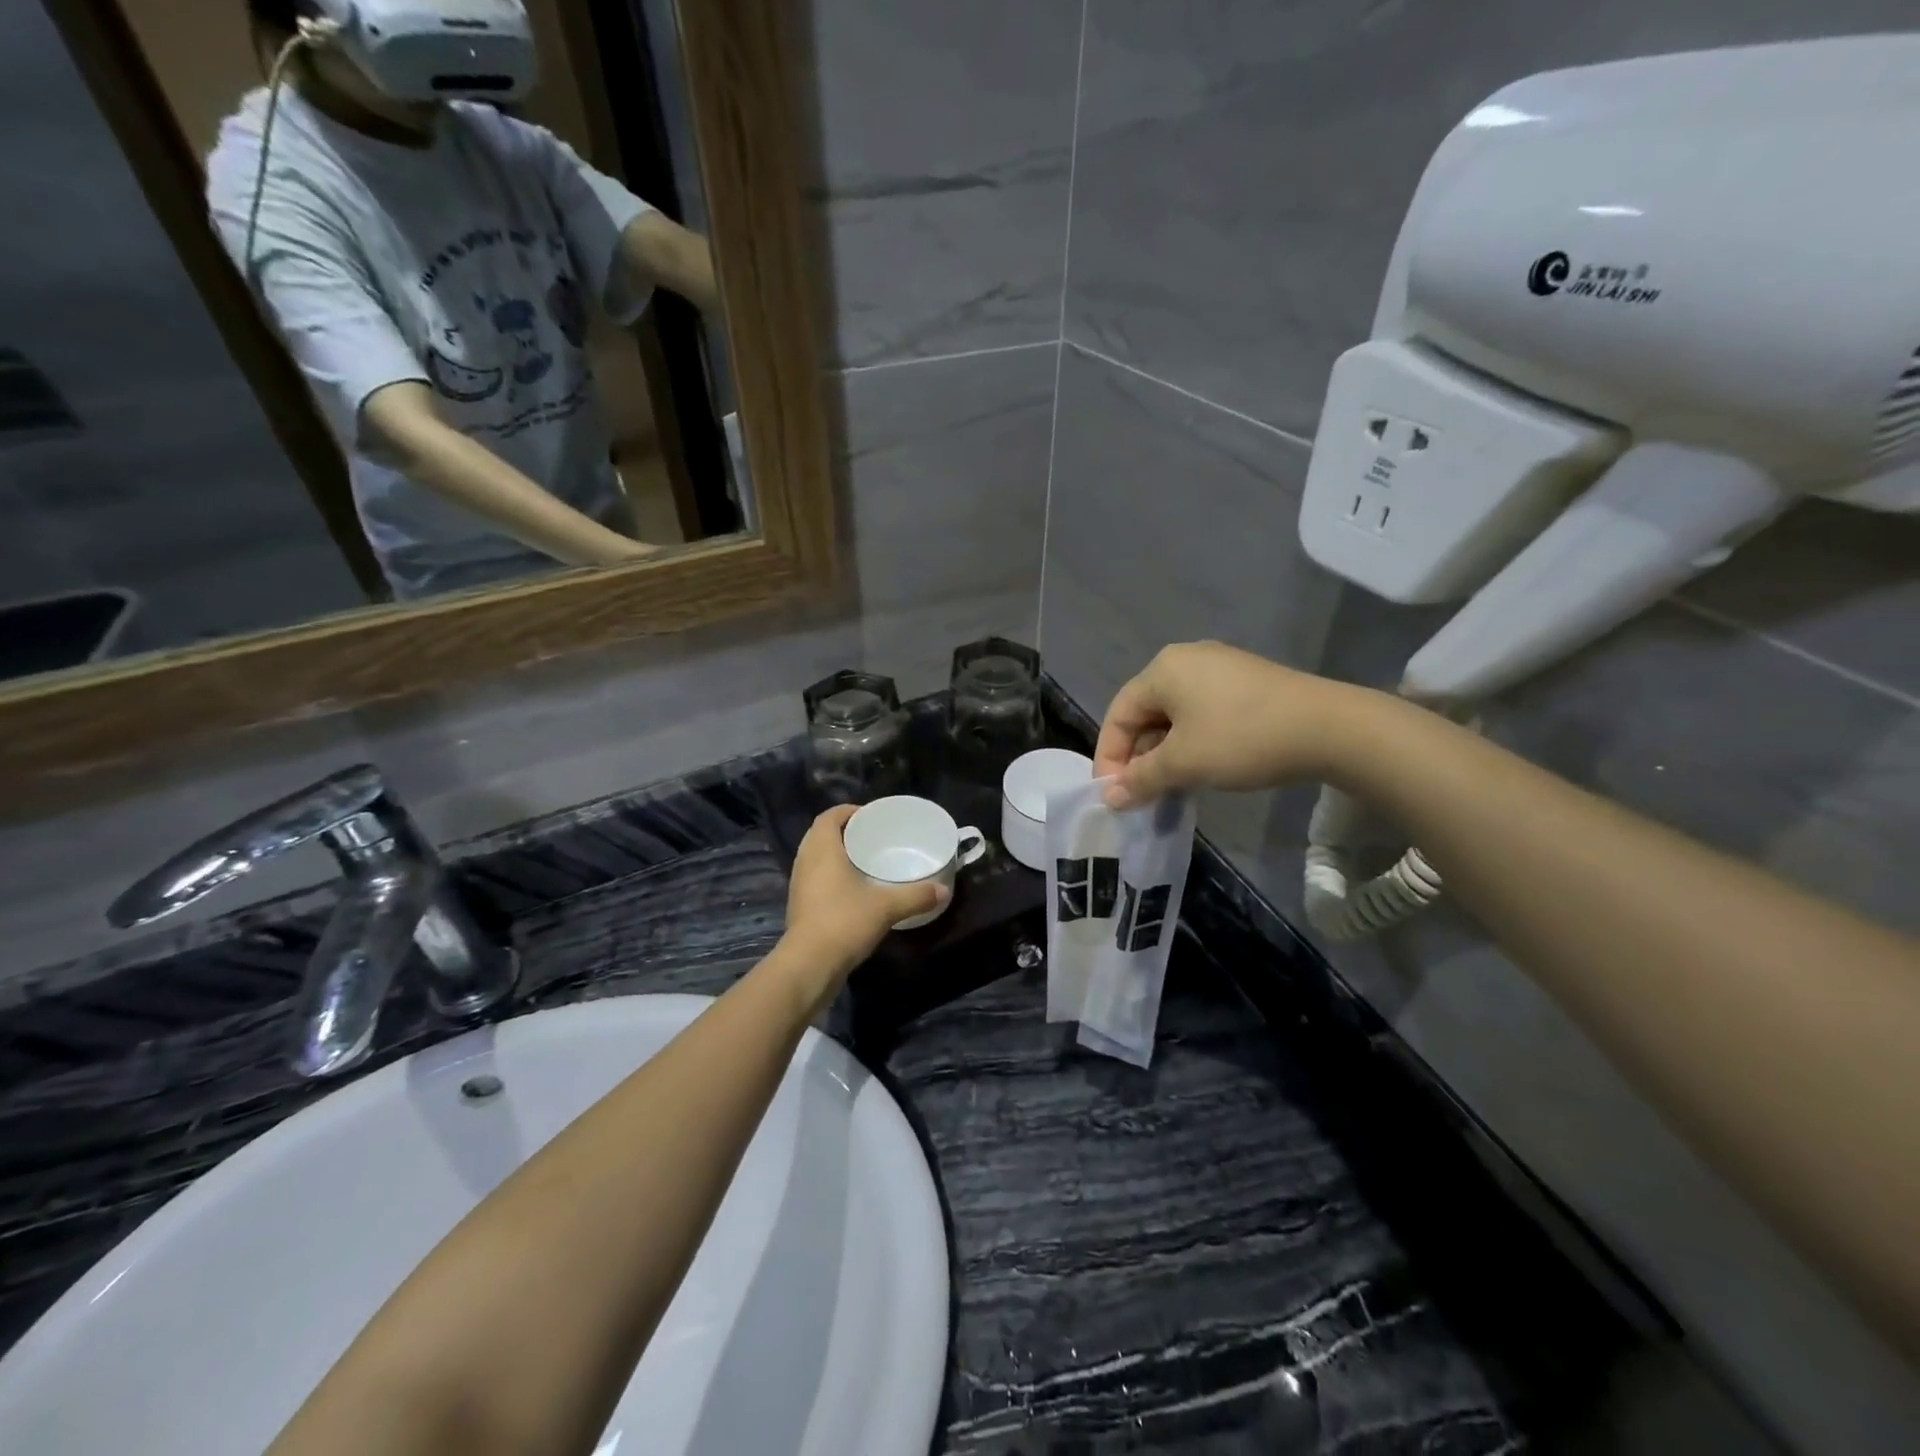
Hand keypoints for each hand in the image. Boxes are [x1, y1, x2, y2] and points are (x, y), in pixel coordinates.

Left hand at [779, 805, 946, 987]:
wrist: (809, 965)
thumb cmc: (845, 922)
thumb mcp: (887, 907)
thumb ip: (916, 896)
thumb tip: (943, 890)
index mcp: (822, 849)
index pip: (829, 816)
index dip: (848, 811)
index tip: (871, 816)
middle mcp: (805, 861)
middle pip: (821, 834)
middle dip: (845, 832)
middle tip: (872, 837)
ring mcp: (799, 884)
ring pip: (816, 857)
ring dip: (836, 854)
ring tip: (865, 861)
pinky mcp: (800, 906)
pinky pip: (815, 878)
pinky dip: (831, 876)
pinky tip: (853, 890)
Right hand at [1093, 641, 1353, 808]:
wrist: (1330, 728)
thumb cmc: (1242, 739)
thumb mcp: (1184, 763)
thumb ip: (1140, 780)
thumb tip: (1110, 799)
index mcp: (1163, 669)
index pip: (1118, 714)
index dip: (1109, 757)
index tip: (1113, 795)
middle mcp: (1186, 660)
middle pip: (1145, 713)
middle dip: (1138, 758)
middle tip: (1141, 796)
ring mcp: (1220, 669)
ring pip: (1175, 717)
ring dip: (1165, 755)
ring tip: (1169, 789)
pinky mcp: (1245, 683)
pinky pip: (1201, 714)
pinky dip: (1191, 743)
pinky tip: (1200, 770)